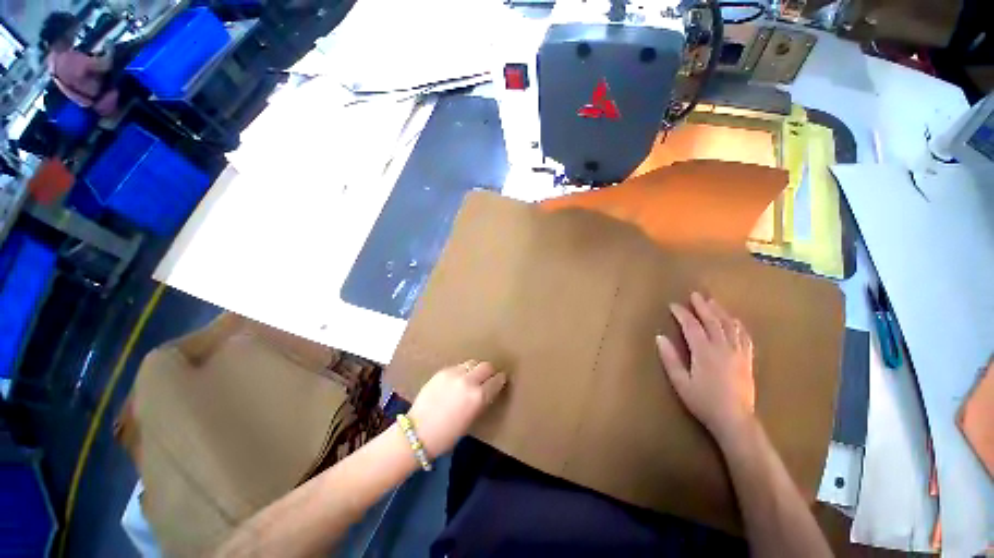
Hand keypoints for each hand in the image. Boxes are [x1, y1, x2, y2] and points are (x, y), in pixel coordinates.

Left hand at [407, 361, 507, 457]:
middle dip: (490, 371)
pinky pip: (458, 366)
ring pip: (472, 363)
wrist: (418, 432)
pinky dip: (462, 371)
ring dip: (475, 369)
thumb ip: (481, 401)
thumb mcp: (471, 419)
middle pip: (486, 366)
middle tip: (488, 377)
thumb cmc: (447, 435)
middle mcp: (468, 381)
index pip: (496, 380)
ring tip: (472, 377)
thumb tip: (487, 390)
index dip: (500, 380)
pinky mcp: (442, 371)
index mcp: (478, 396)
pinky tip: (457, 380)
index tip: (501, 380)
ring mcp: (454, 373)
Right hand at [656, 292, 754, 440]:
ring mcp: (738, 353)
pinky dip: (738, 325)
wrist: (735, 419)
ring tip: (713, 301)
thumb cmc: (703, 401)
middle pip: (712, 321)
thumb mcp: (680, 382)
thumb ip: (670, 358)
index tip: (673, 305)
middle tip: (695, 294)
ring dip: (720, 311)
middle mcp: (723, 348)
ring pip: (730, 326)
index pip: (692, 326)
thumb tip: (659, 337)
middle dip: (702, 306)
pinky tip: (735, 320)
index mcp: (704, 352)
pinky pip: (745, 337)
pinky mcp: (747, 360)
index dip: (682, 314)